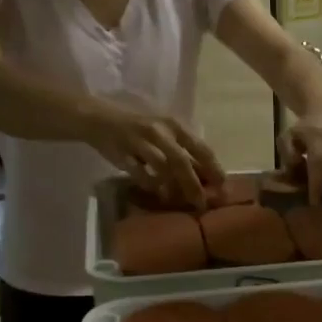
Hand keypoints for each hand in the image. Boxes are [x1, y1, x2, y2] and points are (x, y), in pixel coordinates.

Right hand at [84, 99, 221, 208]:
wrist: (98, 118)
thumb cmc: (139, 125)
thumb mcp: (165, 130)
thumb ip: (184, 149)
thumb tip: (207, 175)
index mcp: (174, 124)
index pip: (200, 147)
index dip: (213, 168)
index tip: (223, 185)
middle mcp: (158, 131)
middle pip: (181, 162)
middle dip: (194, 185)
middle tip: (202, 204)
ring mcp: (138, 142)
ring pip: (161, 169)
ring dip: (173, 188)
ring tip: (181, 202)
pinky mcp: (121, 154)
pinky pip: (140, 175)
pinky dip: (151, 185)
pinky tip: (157, 194)